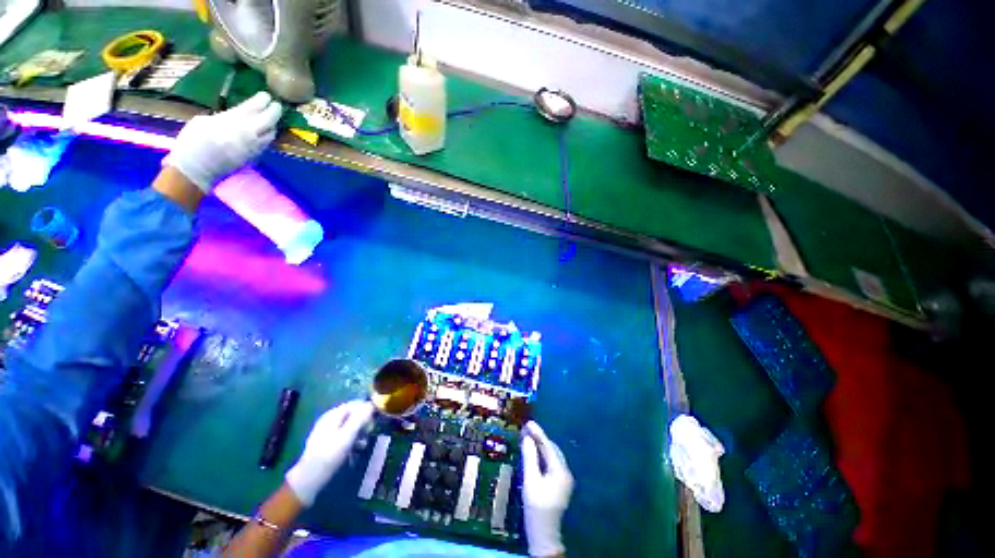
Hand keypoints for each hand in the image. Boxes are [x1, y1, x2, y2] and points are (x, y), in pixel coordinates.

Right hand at [163, 91, 281, 192]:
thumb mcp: (204, 121)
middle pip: (269, 120)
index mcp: (233, 120)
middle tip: (276, 105)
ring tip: (270, 120)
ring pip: (271, 133)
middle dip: (275, 111)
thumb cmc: (193, 141)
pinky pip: (266, 144)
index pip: (254, 107)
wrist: (196, 167)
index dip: (262, 100)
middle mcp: (248, 133)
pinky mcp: (254, 156)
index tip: (266, 95)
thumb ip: (224, 117)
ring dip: (273, 125)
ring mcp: (253, 146)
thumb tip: (235, 116)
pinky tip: (264, 133)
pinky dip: (267, 136)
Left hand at [285, 400, 374, 506]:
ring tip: (364, 443)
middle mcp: (330, 419)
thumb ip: (360, 418)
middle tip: (370, 432)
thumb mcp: (347, 435)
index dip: (367, 409)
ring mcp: (327, 431)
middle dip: (363, 422)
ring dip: (359, 432)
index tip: (375, 419)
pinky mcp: (327, 442)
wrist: (309, 479)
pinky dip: (352, 439)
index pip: (355, 403)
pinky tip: (356, 449)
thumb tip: (371, 404)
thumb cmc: (329, 455)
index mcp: (333, 415)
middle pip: (353, 414)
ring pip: (349, 425)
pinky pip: (344, 434)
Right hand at [521, 421, 573, 557]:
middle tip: (526, 430)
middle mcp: (566, 472)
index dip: (538, 433)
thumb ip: (530, 458)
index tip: (528, 422)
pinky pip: (552, 463)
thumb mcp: (531, 481)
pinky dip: (543, 455)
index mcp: (560, 471)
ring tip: (529, 437)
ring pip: (552, 455)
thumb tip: (527, 438)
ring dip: (541, 446)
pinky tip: (535, 453)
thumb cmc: (536, 508)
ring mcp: (564, 478)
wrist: (544, 533)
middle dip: (540, 438)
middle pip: (552, 449)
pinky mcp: (560, 483)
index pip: (548, 446)